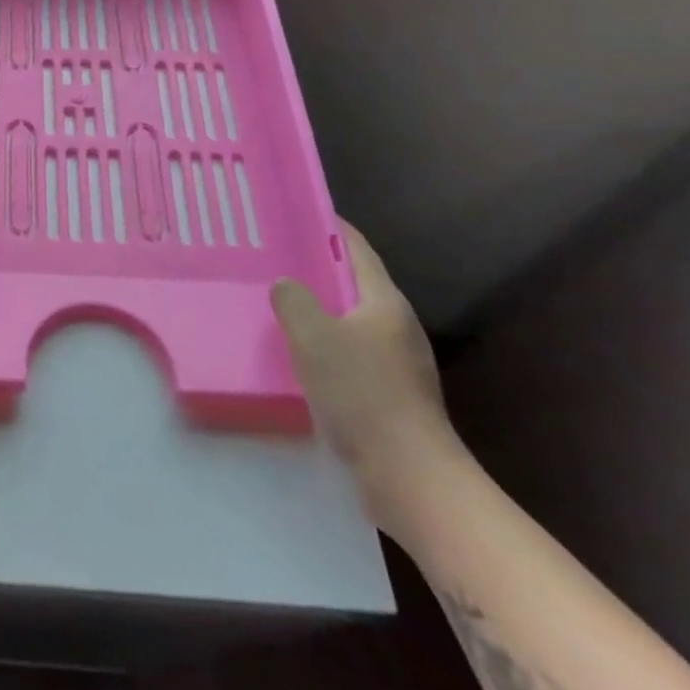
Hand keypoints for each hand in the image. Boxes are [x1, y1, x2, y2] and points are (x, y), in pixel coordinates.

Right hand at [271, 222, 465, 525]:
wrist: (410, 477)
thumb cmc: (362, 394)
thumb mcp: (314, 337)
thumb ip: (294, 301)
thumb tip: (286, 286)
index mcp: (385, 302)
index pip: (357, 249)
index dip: (331, 227)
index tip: (301, 211)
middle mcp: (397, 325)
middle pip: (355, 283)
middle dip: (320, 268)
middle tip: (279, 258)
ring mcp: (399, 362)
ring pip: (353, 320)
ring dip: (322, 309)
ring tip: (282, 304)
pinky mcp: (393, 394)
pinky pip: (353, 352)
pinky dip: (328, 343)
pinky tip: (302, 355)